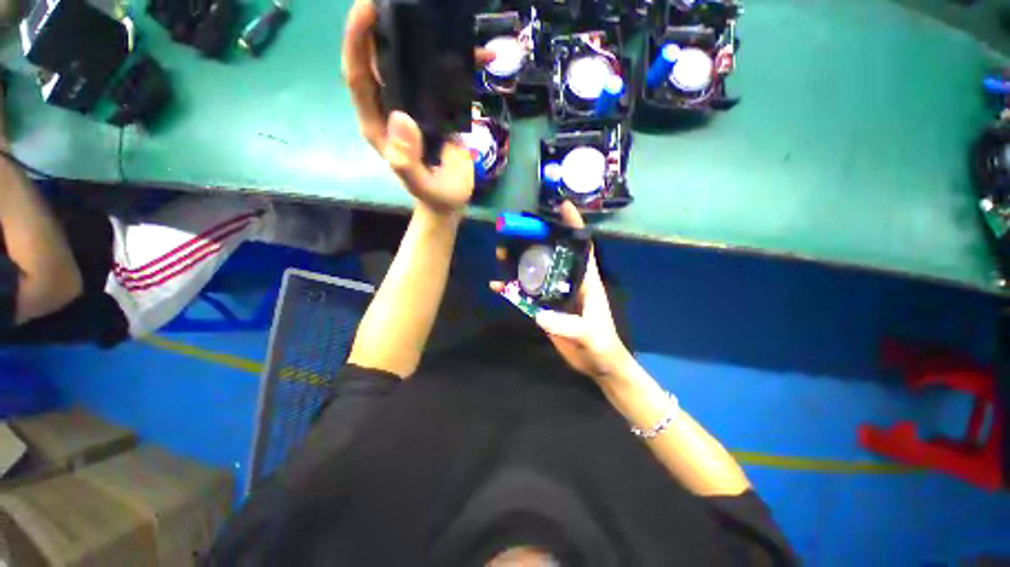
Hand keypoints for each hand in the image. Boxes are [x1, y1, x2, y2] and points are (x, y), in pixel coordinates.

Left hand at [341, 0, 492, 214]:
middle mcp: (385, 101)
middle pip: (373, 56)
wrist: (448, 196)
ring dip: (413, 30)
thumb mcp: (424, 184)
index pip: (358, 74)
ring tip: (428, 7)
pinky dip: (458, 54)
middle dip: (374, 25)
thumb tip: (400, 118)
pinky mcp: (430, 94)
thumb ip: (407, 161)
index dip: (357, 42)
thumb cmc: (434, 192)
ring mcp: (407, 95)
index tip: (365, 10)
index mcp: (375, 119)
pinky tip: (483, 51)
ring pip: (402, 55)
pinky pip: (437, 66)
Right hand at [492, 202, 634, 382]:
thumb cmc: (602, 345)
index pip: (581, 246)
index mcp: (587, 280)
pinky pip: (526, 295)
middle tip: (514, 229)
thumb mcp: (589, 335)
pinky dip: (512, 290)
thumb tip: (541, 315)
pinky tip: (496, 286)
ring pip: (537, 272)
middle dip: (535, 239)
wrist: (598, 365)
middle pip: (552, 254)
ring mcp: (557, 295)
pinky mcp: (546, 310)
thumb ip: (569, 326)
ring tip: (500, 254)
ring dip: (519, 262)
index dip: (574, 225)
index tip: (562, 204)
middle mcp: (570, 282)